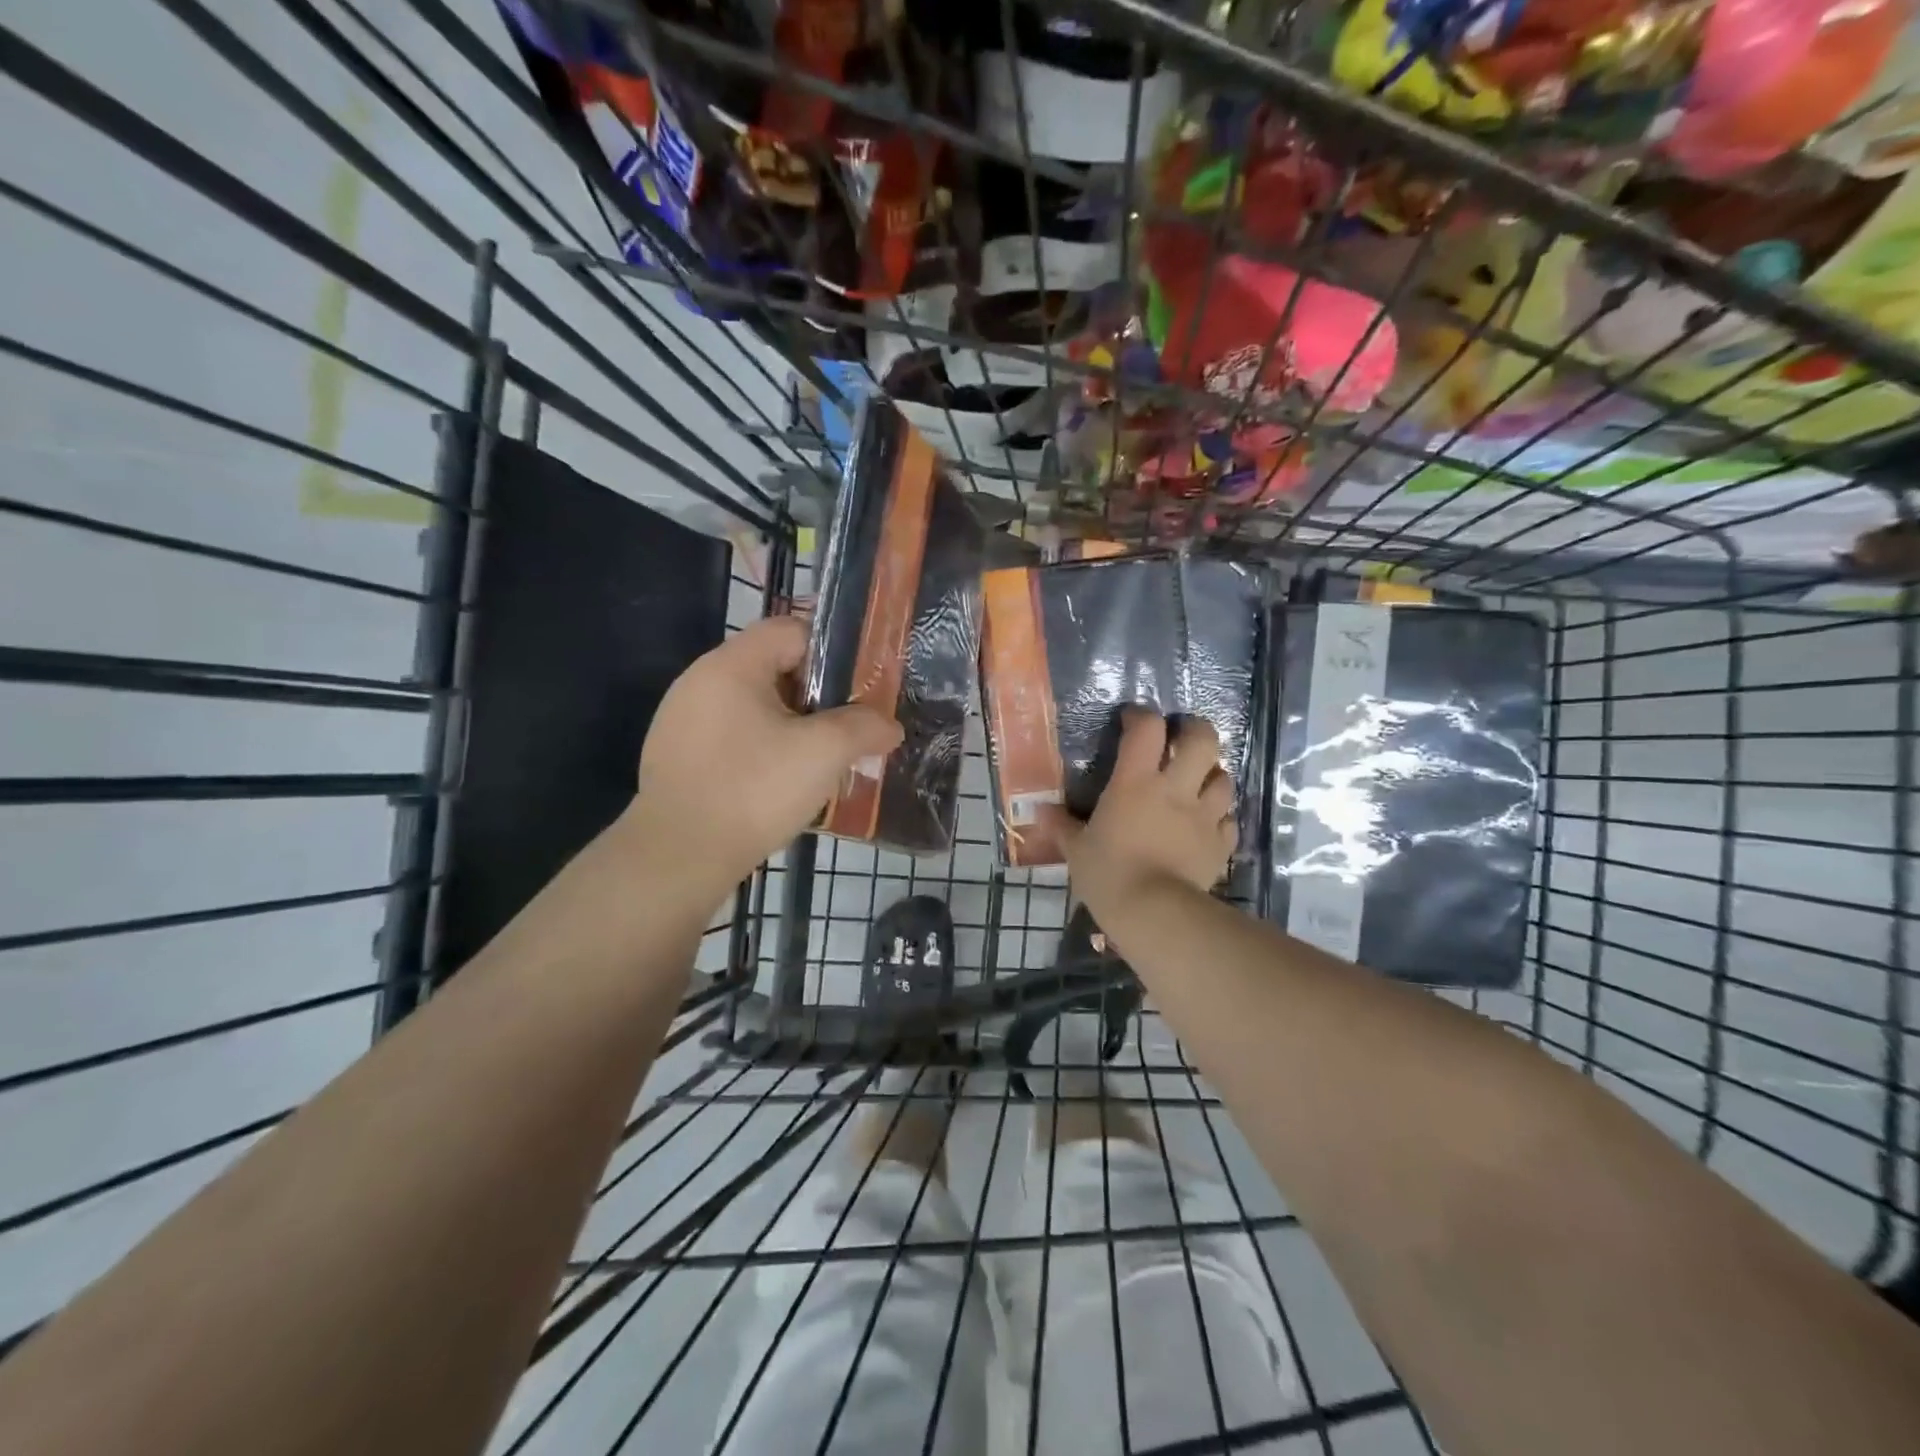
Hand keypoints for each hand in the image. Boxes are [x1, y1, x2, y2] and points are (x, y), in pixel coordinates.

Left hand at [627, 616, 902, 890]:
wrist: (678, 857)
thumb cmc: (754, 790)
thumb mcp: (823, 753)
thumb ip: (864, 728)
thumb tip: (889, 726)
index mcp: (732, 665)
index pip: (792, 630)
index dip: (834, 649)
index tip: (862, 683)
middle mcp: (700, 680)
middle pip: (773, 666)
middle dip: (817, 692)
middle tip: (849, 723)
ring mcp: (682, 719)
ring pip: (754, 704)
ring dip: (792, 722)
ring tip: (822, 754)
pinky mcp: (677, 755)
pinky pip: (733, 734)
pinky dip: (764, 745)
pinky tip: (782, 779)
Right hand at [1042, 708, 1235, 913]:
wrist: (1154, 913)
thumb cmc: (1108, 874)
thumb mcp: (1076, 850)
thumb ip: (1061, 827)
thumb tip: (1040, 812)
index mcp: (1135, 782)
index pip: (1147, 729)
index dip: (1142, 716)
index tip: (1132, 720)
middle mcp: (1176, 789)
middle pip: (1203, 741)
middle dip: (1195, 731)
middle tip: (1181, 738)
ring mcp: (1204, 816)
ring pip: (1223, 778)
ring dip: (1212, 775)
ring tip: (1198, 784)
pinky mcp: (1221, 845)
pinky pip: (1228, 821)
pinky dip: (1220, 818)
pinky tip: (1208, 826)